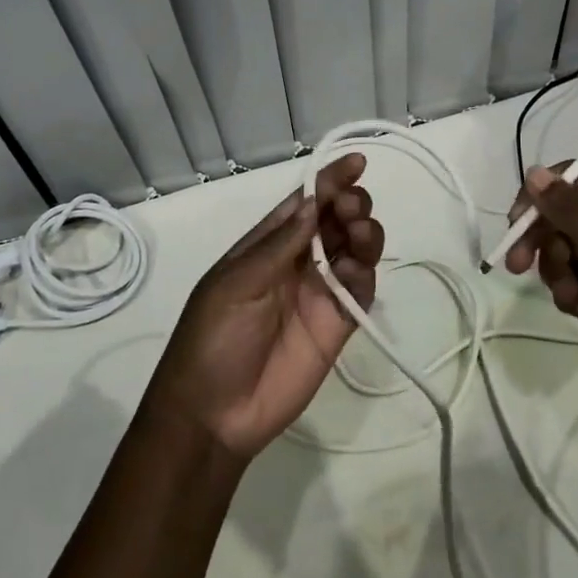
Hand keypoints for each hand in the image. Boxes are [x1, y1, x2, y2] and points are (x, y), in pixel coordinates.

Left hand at [146, 154, 384, 458]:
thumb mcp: (236, 284)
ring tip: (360, 233)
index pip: (304, 202)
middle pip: (335, 221)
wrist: (214, 415)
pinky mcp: (336, 325)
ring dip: (363, 233)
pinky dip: (364, 274)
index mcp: (266, 245)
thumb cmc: (212, 339)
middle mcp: (297, 262)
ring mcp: (319, 293)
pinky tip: (354, 273)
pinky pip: (360, 290)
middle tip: (351, 209)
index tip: (357, 161)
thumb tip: (313, 202)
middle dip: (350, 204)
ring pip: (354, 250)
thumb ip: (279, 247)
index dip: (329, 179)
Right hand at [503, 161, 577, 431]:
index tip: (516, 224)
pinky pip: (576, 284)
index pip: (576, 179)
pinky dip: (572, 296)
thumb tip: (532, 172)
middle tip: (516, 265)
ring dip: (557, 273)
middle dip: (542, 239)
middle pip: (564, 216)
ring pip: (564, 252)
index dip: (541, 195)